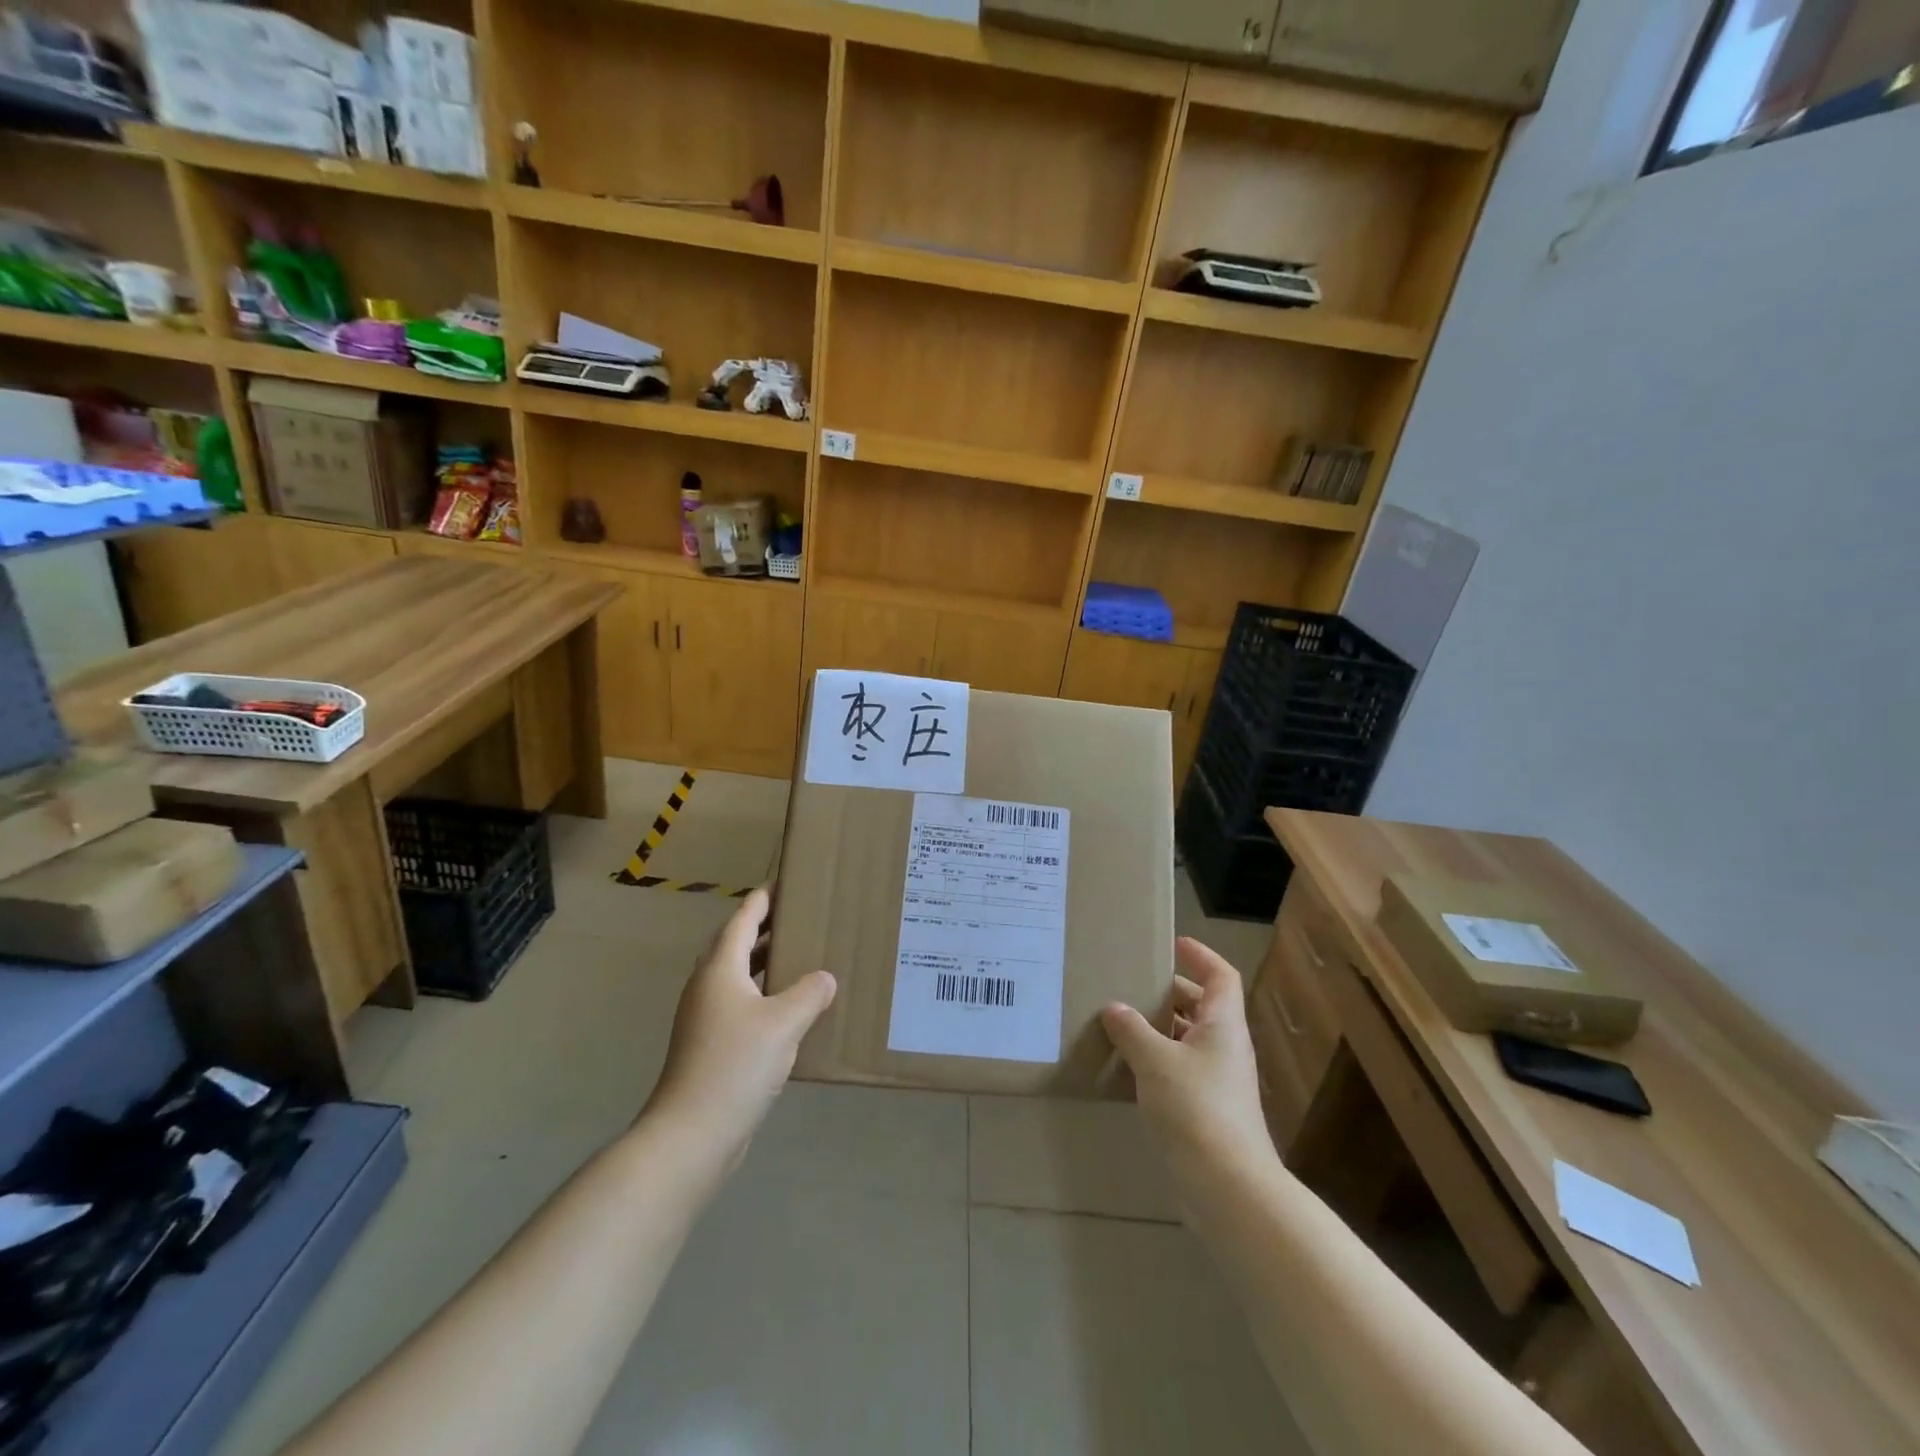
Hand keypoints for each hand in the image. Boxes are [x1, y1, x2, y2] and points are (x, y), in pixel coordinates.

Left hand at [644, 889, 835, 1161]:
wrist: (691, 1133)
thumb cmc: (735, 1065)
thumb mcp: (783, 1023)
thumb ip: (809, 993)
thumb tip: (825, 978)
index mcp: (720, 969)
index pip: (744, 919)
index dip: (764, 899)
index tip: (784, 881)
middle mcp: (708, 986)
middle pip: (738, 944)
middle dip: (767, 928)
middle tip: (802, 916)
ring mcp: (705, 1017)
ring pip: (740, 976)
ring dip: (766, 963)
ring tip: (801, 955)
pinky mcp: (710, 1044)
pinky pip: (742, 1003)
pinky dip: (764, 994)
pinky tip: (790, 1009)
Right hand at [1101, 938, 1272, 1180]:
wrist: (1228, 1186)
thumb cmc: (1196, 1107)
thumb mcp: (1156, 1061)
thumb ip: (1132, 1030)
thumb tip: (1114, 1008)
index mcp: (1223, 1025)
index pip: (1221, 976)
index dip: (1201, 956)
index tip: (1174, 944)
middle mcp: (1226, 1048)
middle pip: (1204, 1007)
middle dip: (1172, 993)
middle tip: (1134, 985)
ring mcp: (1219, 1081)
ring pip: (1190, 1041)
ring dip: (1161, 1030)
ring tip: (1122, 1023)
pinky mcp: (1207, 1111)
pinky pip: (1181, 1071)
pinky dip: (1158, 1062)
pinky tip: (1128, 1069)